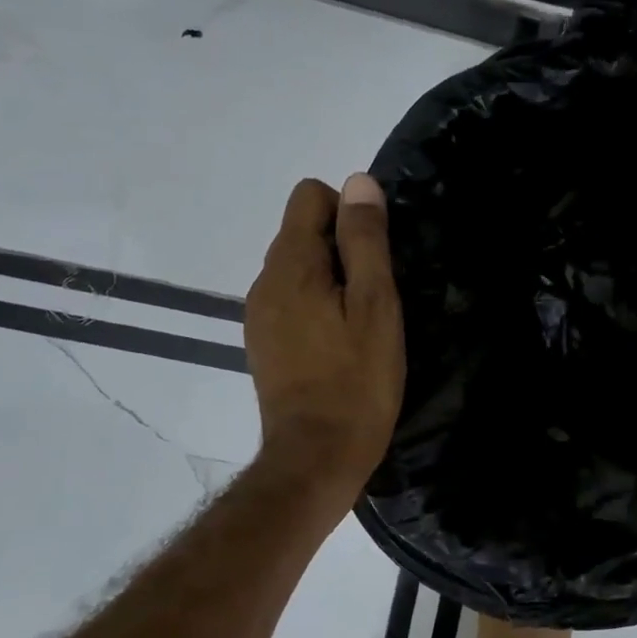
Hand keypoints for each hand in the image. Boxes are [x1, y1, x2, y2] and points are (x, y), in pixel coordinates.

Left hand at [245, 174, 404, 506]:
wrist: (316, 456)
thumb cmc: (357, 379)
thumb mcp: (375, 304)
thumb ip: (365, 241)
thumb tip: (358, 182)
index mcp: (290, 264)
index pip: (310, 196)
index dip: (349, 212)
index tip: (376, 255)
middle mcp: (264, 280)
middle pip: (303, 230)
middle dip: (342, 247)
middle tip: (377, 295)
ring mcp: (259, 313)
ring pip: (299, 267)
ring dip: (332, 278)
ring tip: (361, 321)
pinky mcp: (264, 342)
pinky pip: (292, 299)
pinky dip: (317, 305)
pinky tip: (340, 342)